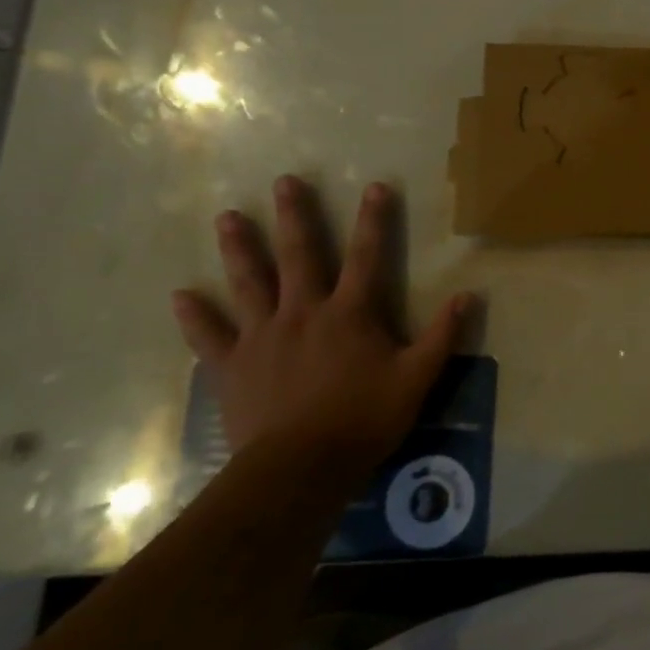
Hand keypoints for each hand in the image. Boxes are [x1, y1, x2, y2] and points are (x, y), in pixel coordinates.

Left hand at [171, 175, 470, 467]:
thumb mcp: (417, 378)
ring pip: (248, 283)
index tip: (374, 186)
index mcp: (350, 313)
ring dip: (239, 248)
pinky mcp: (232, 366)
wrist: (299, 469)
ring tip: (228, 216)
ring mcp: (262, 337)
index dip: (373, 220)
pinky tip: (180, 295)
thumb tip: (469, 295)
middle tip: (284, 181)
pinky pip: (209, 336)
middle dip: (294, 216)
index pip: (366, 256)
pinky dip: (195, 315)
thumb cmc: (363, 419)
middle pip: (298, 255)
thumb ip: (442, 335)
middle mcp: (304, 312)